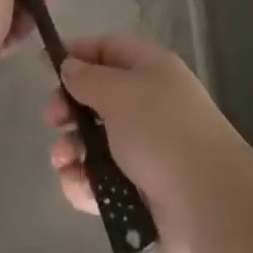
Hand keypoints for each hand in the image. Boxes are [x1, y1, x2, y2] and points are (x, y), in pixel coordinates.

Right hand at [45, 33, 251, 252]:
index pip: (107, 48)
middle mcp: (147, 104)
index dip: (77, 53)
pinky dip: (84, 183)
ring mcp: (143, 150)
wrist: (208, 203)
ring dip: (70, 148)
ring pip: (94, 141)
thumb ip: (87, 78)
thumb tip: (69, 66)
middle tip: (52, 119)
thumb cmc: (161, 132)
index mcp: (150, 69)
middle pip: (96, 96)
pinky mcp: (138, 191)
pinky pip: (100, 181)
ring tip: (62, 159)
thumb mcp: (119, 92)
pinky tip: (76, 185)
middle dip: (69, 106)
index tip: (44, 65)